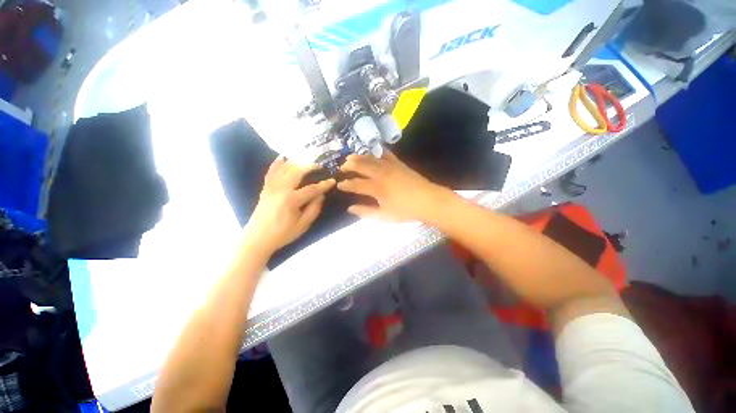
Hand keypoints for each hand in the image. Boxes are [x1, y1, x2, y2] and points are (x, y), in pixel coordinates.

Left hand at [244, 157, 334, 253]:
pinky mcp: (265, 188)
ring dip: (297, 163)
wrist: (258, 238)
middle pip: (297, 171)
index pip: (312, 189)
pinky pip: (271, 172)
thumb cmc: (283, 233)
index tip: (332, 181)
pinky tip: (283, 157)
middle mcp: (280, 189)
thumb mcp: (303, 225)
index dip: (324, 184)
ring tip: (307, 162)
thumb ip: (314, 209)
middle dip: (310, 166)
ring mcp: (271, 187)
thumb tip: (321, 195)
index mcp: (291, 200)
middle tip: (320, 167)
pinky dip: (277, 163)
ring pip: (284, 168)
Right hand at [337, 151, 447, 221]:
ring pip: (371, 158)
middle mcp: (381, 174)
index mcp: (377, 188)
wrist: (429, 201)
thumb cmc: (406, 211)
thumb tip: (350, 208)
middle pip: (361, 166)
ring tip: (351, 157)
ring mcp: (391, 167)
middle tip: (342, 167)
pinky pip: (386, 154)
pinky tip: (374, 151)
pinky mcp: (399, 164)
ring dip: (360, 157)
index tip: (339, 185)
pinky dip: (378, 152)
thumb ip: (366, 212)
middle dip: (350, 166)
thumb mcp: (384, 216)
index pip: (356, 184)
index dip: (346, 185)